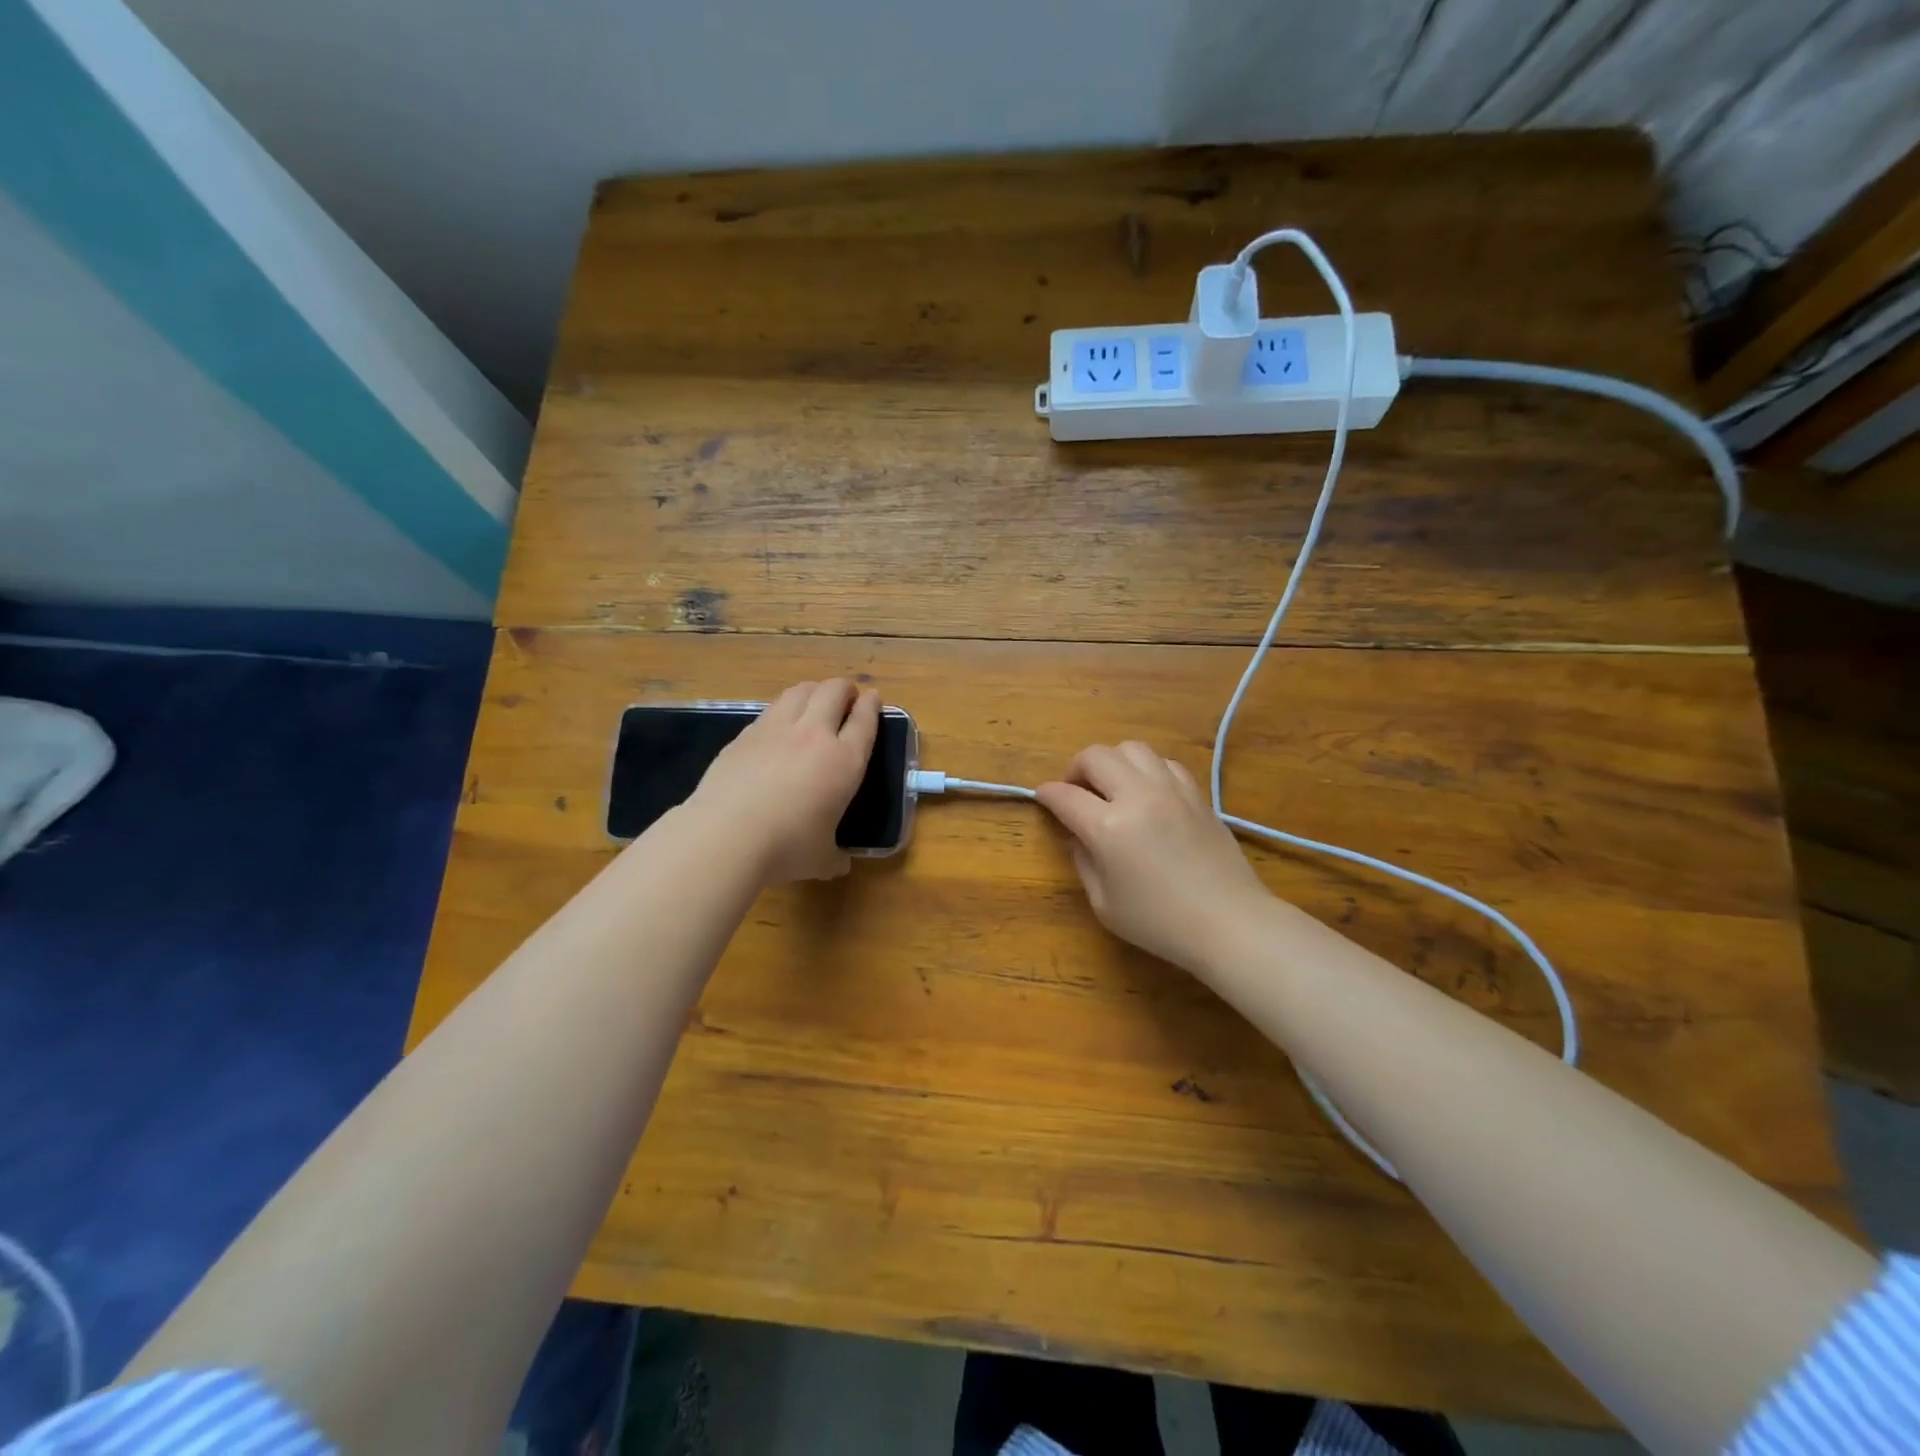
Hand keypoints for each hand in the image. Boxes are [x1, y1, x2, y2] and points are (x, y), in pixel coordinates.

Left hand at [689, 680, 880, 883]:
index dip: (872, 706)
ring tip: (815, 700)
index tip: (874, 698)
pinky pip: (771, 709)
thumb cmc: (786, 847)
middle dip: (845, 689)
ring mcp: (776, 729)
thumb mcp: (821, 859)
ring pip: (801, 691)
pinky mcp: (745, 734)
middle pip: (834, 691)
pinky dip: (783, 708)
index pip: (865, 721)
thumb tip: (839, 863)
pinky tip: (779, 723)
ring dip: (814, 690)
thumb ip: (834, 856)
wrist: (726, 834)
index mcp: (844, 761)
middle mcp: (814, 735)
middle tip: (847, 698)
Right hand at [1036, 742, 1271, 972]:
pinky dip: (1147, 769)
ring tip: (1111, 786)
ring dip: (1113, 762)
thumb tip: (1077, 836)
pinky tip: (1147, 792)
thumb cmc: (1160, 923)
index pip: (1065, 796)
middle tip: (1075, 791)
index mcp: (1109, 828)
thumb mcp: (1105, 903)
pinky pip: (1165, 763)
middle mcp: (1138, 797)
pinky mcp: (1197, 795)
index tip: (1042, 797)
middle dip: (1076, 768)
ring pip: (1132, 749)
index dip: (1047, 794)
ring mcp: (1171, 791)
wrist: (1229, 923)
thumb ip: (1084, 862)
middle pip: (1096, 756)